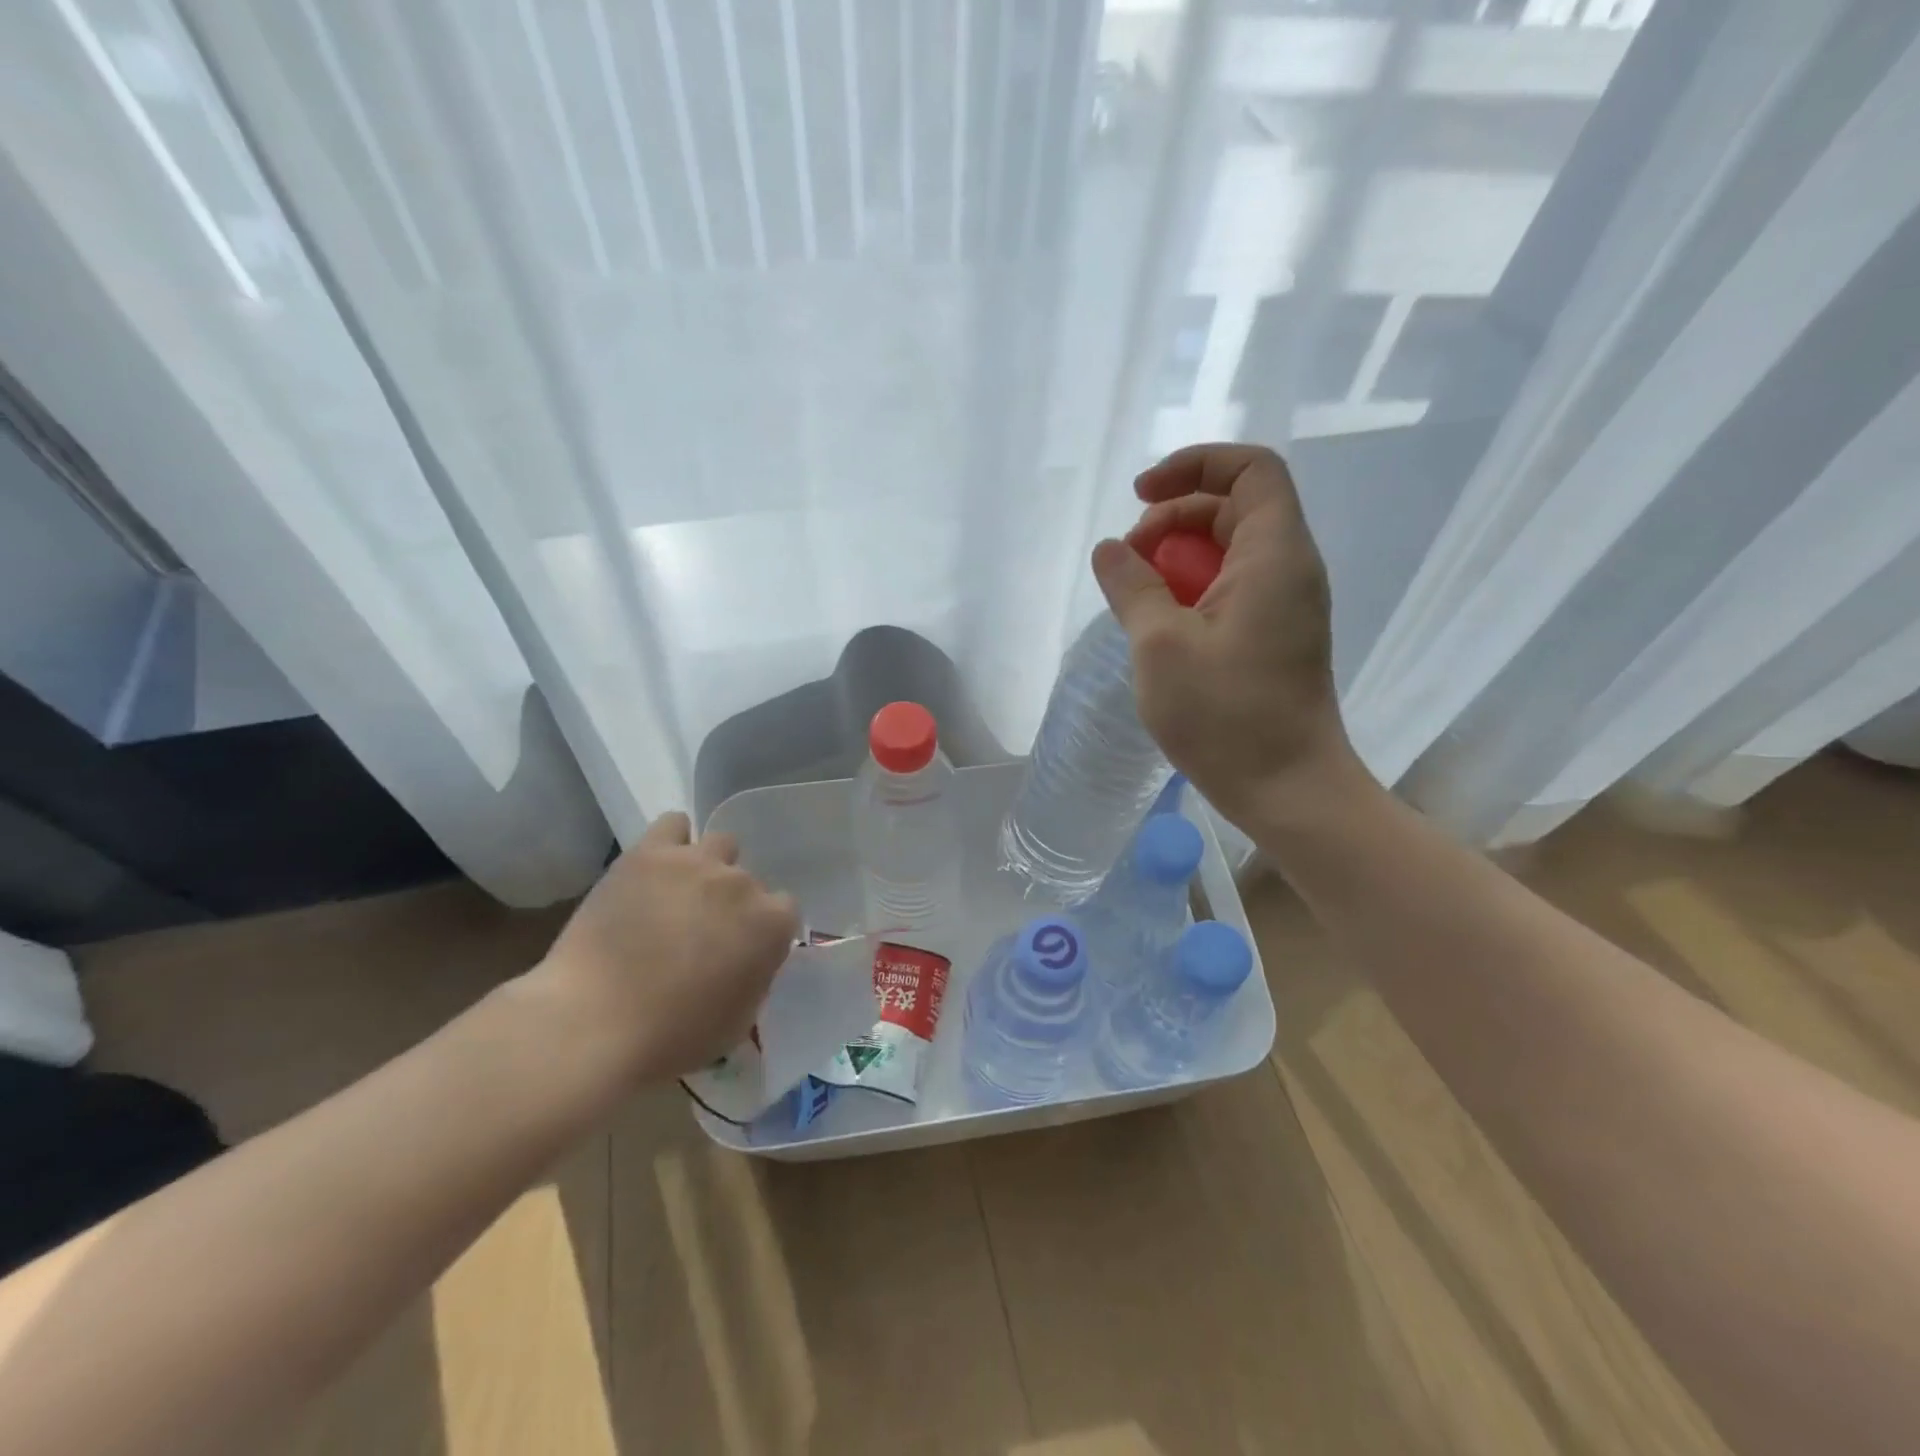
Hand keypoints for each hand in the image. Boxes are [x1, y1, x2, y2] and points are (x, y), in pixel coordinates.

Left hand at [529, 812, 799, 1084]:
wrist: (593, 1023)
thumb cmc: (672, 1037)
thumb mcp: (738, 1020)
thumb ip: (757, 976)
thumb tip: (750, 957)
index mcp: (771, 924)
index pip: (784, 909)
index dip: (762, 929)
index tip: (740, 948)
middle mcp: (742, 883)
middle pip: (747, 880)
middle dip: (730, 903)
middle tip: (701, 931)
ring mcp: (695, 863)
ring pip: (719, 844)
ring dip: (708, 867)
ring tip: (680, 894)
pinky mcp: (649, 853)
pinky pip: (674, 824)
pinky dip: (672, 841)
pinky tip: (659, 867)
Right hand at [1091, 442, 1363, 820]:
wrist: (1287, 787)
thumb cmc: (1226, 715)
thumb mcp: (1161, 645)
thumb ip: (1132, 587)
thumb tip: (1109, 550)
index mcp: (1274, 555)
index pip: (1249, 469)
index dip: (1193, 466)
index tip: (1140, 498)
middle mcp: (1289, 569)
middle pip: (1233, 508)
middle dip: (1173, 519)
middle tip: (1128, 560)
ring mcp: (1285, 605)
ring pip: (1229, 551)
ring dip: (1178, 558)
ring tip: (1136, 596)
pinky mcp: (1275, 636)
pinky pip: (1232, 588)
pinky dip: (1192, 590)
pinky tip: (1159, 626)